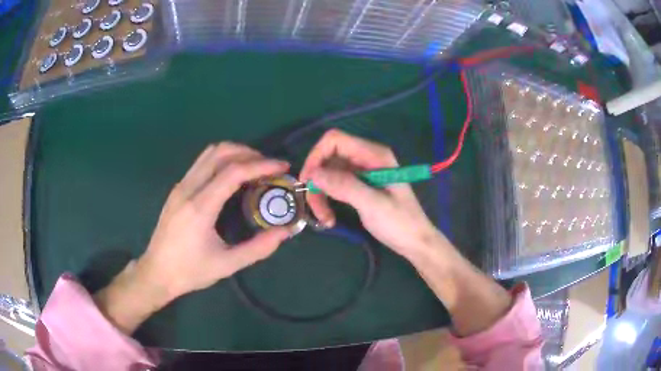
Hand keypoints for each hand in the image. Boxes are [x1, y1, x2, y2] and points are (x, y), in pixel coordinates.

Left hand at [95, 143, 291, 333]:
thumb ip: (258, 248)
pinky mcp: (177, 189)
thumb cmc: (191, 271)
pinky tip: (231, 176)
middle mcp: (188, 189)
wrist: (156, 272)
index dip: (261, 165)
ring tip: (253, 167)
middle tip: (268, 166)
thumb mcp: (227, 265)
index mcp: (200, 207)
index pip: (233, 172)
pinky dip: (222, 160)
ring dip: (234, 153)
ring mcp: (180, 186)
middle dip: (248, 152)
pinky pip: (201, 163)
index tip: (281, 167)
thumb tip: (286, 232)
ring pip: (209, 153)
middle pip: (220, 153)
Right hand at [300, 129, 441, 259]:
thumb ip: (344, 186)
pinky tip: (329, 217)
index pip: (335, 140)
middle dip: (317, 181)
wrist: (414, 242)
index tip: (308, 182)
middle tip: (314, 208)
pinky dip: (327, 199)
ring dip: (320, 195)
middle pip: (328, 158)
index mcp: (374, 155)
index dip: (316, 156)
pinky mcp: (359, 185)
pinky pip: (334, 186)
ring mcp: (362, 172)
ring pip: (328, 174)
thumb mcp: (373, 204)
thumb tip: (313, 174)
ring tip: (325, 218)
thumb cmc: (399, 223)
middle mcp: (366, 158)